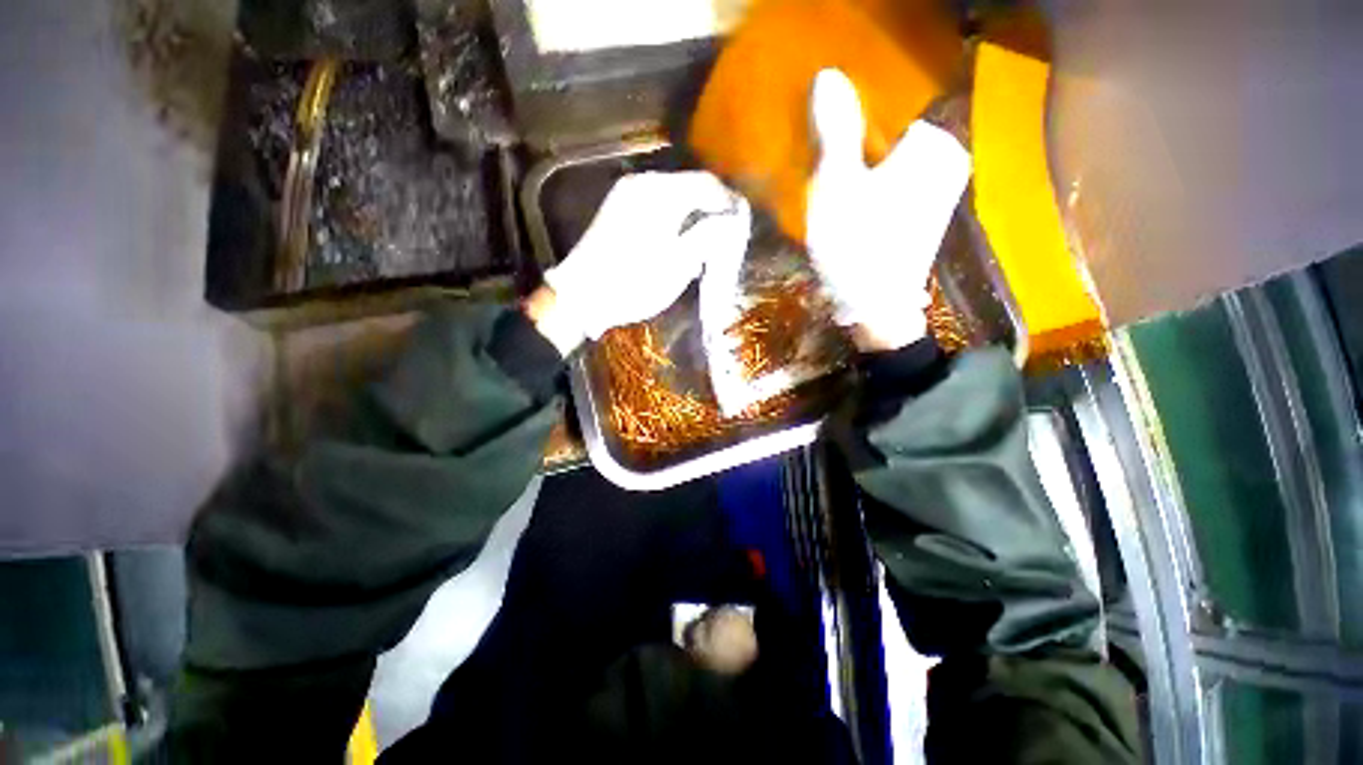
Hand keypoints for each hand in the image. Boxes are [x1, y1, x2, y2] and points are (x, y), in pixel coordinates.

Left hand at [538, 171, 751, 353]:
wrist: (580, 298)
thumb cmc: (633, 283)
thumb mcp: (678, 264)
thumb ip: (708, 235)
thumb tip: (730, 218)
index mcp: (659, 191)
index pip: (706, 184)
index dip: (728, 203)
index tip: (741, 227)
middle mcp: (641, 184)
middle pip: (689, 189)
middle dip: (711, 212)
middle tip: (724, 240)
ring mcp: (625, 196)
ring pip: (673, 199)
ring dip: (693, 219)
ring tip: (704, 247)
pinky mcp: (616, 212)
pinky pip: (656, 208)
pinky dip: (674, 223)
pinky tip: (678, 245)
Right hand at [806, 69, 970, 350]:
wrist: (876, 307)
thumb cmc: (857, 245)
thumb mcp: (837, 185)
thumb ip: (835, 131)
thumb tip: (828, 75)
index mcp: (933, 146)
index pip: (884, 114)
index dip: (850, 135)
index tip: (829, 164)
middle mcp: (947, 162)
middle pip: (886, 142)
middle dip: (856, 158)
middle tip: (831, 189)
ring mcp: (940, 192)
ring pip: (888, 167)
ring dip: (861, 179)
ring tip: (840, 206)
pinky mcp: (926, 217)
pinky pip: (894, 190)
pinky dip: (873, 196)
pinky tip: (855, 220)